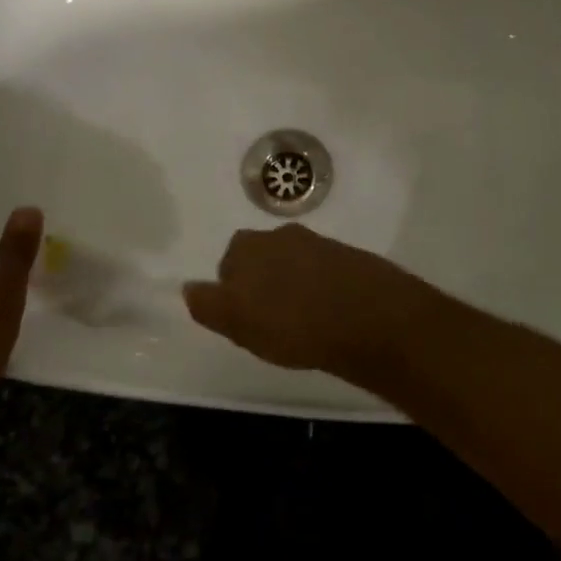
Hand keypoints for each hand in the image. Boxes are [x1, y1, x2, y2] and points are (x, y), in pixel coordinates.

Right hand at [183, 224, 449, 381]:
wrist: (372, 318)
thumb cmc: (295, 324)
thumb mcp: (239, 323)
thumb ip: (209, 305)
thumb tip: (188, 288)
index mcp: (251, 245)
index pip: (228, 265)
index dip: (233, 294)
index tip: (247, 321)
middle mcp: (283, 236)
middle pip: (261, 260)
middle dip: (262, 285)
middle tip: (272, 322)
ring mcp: (320, 244)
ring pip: (292, 265)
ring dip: (292, 287)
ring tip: (302, 322)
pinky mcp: (350, 258)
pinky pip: (323, 274)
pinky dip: (320, 290)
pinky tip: (329, 316)